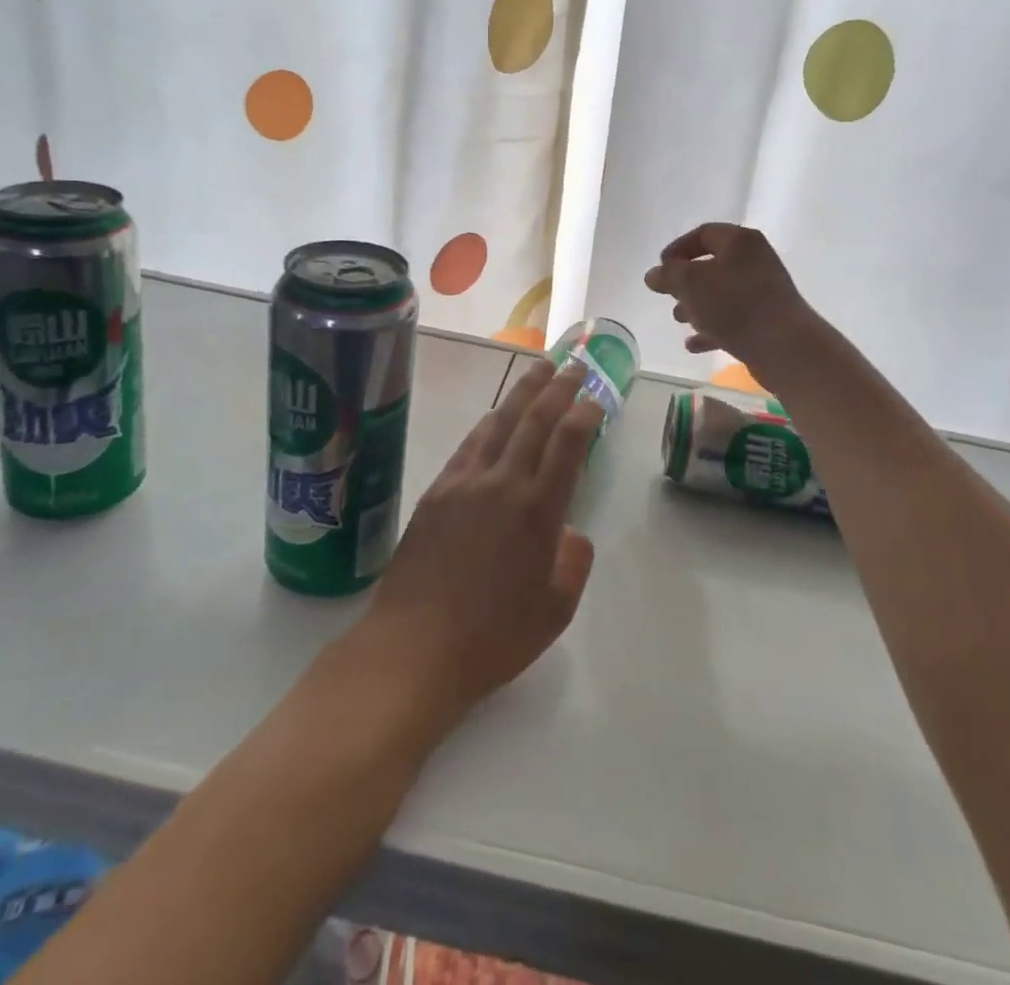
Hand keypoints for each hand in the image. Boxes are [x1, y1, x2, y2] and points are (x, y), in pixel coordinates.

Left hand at [351, 360, 600, 726]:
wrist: (414, 646)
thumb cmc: (492, 638)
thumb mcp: (554, 612)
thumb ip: (572, 564)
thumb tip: (569, 532)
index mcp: (538, 511)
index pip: (567, 445)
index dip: (584, 414)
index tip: (595, 397)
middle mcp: (503, 484)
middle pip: (534, 421)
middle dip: (558, 388)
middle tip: (574, 364)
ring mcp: (465, 483)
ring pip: (499, 422)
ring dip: (522, 392)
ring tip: (538, 369)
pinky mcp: (436, 491)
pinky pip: (469, 444)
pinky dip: (487, 422)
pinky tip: (494, 415)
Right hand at [644, 223, 818, 372]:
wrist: (783, 345)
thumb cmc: (734, 304)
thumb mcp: (690, 283)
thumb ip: (668, 275)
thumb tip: (653, 274)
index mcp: (739, 241)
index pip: (703, 234)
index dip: (677, 248)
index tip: (660, 268)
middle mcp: (755, 260)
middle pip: (712, 265)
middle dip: (686, 281)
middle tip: (669, 295)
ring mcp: (763, 291)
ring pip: (721, 293)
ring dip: (697, 305)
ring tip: (679, 319)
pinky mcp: (766, 320)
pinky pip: (732, 319)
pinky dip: (712, 328)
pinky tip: (693, 344)